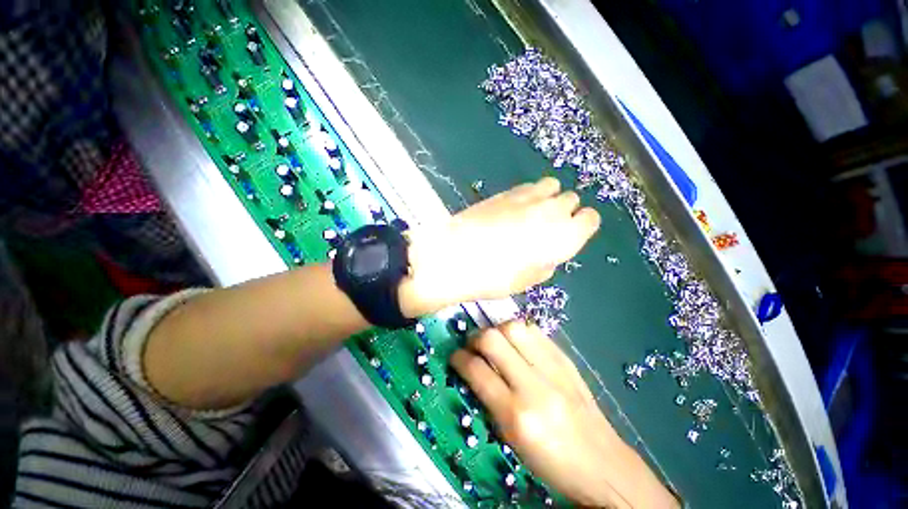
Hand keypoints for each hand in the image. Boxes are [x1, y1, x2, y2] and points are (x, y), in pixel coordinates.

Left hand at [399, 178, 599, 316]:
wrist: (456, 256)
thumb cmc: (495, 277)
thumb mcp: (529, 279)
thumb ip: (547, 261)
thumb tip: (547, 252)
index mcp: (565, 235)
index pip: (590, 219)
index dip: (583, 226)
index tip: (572, 234)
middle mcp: (552, 210)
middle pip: (571, 200)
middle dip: (565, 211)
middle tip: (548, 227)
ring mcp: (527, 197)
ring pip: (552, 186)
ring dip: (549, 198)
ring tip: (533, 213)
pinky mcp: (505, 192)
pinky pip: (528, 186)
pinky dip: (530, 194)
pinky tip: (515, 208)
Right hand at [451, 321, 679, 507]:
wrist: (604, 464)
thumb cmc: (551, 461)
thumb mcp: (512, 439)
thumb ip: (490, 399)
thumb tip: (474, 369)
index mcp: (517, 414)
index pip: (477, 371)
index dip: (459, 359)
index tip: (455, 357)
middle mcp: (534, 385)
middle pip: (494, 339)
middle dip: (476, 337)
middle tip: (473, 345)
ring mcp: (554, 368)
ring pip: (514, 327)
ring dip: (498, 330)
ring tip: (495, 341)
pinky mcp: (567, 359)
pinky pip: (535, 332)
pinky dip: (519, 333)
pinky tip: (517, 343)